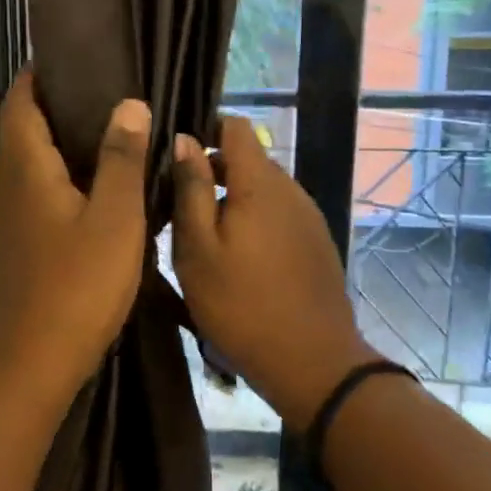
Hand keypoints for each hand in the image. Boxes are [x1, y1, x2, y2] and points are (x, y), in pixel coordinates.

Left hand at [0, 70, 151, 393]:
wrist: (32, 360)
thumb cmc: (76, 284)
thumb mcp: (114, 218)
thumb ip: (122, 159)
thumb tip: (128, 104)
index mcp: (27, 167)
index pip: (20, 101)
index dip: (40, 74)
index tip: (76, 57)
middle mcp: (11, 184)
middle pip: (24, 127)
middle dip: (57, 103)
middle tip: (109, 91)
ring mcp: (13, 216)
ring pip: (33, 161)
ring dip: (64, 141)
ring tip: (114, 130)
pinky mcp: (22, 242)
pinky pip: (41, 190)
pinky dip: (66, 174)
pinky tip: (103, 186)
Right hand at [170, 117, 379, 428]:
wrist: (312, 362)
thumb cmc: (240, 304)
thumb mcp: (198, 248)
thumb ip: (190, 189)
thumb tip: (184, 139)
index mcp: (260, 183)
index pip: (235, 127)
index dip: (204, 130)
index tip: (174, 156)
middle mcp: (290, 189)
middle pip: (248, 160)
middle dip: (211, 172)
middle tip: (176, 205)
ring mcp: (308, 216)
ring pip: (262, 190)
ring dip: (232, 200)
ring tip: (202, 235)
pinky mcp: (316, 243)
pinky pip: (278, 214)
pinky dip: (253, 220)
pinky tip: (236, 257)